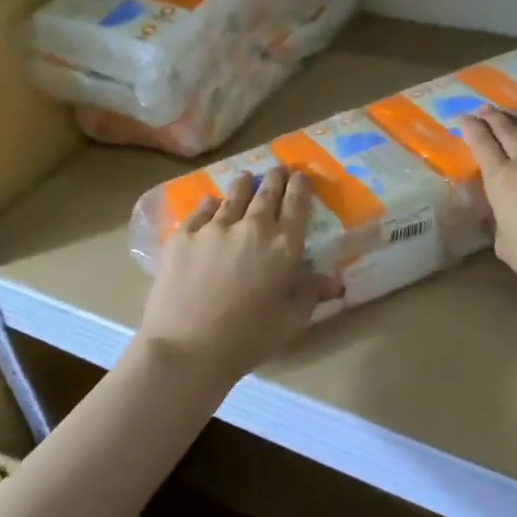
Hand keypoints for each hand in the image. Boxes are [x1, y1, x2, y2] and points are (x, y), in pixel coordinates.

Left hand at [138, 166, 340, 382]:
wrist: (186, 348)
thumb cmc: (247, 340)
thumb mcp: (290, 322)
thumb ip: (310, 294)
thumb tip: (332, 280)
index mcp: (284, 247)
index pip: (297, 205)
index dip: (300, 187)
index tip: (301, 177)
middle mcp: (253, 227)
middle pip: (267, 192)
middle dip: (275, 178)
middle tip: (278, 168)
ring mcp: (215, 227)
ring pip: (234, 195)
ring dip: (244, 183)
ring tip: (246, 177)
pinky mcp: (184, 235)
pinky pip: (202, 210)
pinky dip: (212, 203)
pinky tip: (212, 203)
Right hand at [461, 107, 516, 315]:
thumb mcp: (505, 244)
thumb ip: (499, 219)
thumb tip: (501, 209)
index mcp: (502, 180)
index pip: (482, 144)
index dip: (471, 129)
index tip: (463, 119)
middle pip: (508, 130)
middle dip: (493, 117)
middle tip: (484, 109)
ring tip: (511, 114)